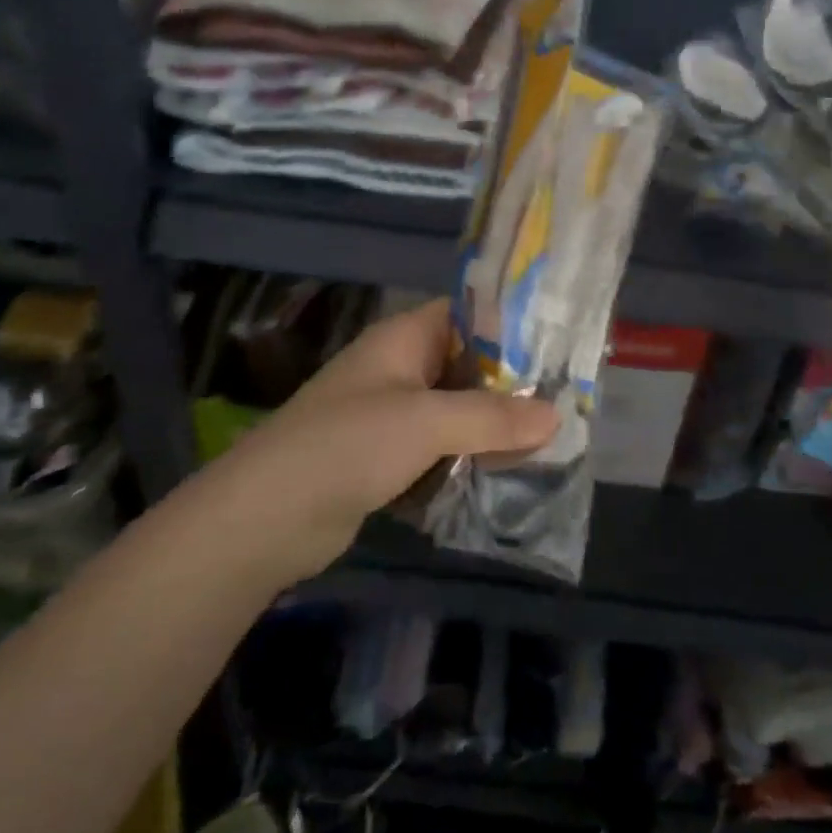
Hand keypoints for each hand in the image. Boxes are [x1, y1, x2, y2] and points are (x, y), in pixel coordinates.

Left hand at [192, 299, 558, 586]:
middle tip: (565, 403)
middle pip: (465, 367)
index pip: (466, 315)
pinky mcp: (385, 459)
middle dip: (510, 386)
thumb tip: (556, 416)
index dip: (511, 325)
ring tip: (548, 441)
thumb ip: (493, 417)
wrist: (267, 517)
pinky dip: (467, 459)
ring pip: (455, 412)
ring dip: (491, 428)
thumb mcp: (427, 422)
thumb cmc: (348, 445)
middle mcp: (397, 370)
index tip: (559, 347)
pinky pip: (439, 450)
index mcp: (402, 340)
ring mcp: (389, 417)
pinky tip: (505, 474)